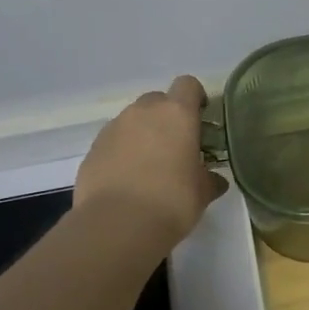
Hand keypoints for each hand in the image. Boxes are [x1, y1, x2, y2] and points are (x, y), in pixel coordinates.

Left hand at [74, 76, 228, 246]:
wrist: (118, 224)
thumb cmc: (172, 201)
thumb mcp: (203, 192)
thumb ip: (210, 179)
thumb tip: (215, 180)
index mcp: (177, 114)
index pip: (188, 85)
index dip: (195, 97)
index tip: (200, 118)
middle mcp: (143, 112)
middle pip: (158, 100)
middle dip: (167, 117)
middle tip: (176, 145)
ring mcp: (114, 128)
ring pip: (133, 120)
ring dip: (143, 134)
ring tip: (150, 166)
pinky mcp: (93, 149)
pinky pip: (114, 141)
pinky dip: (123, 152)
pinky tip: (128, 179)